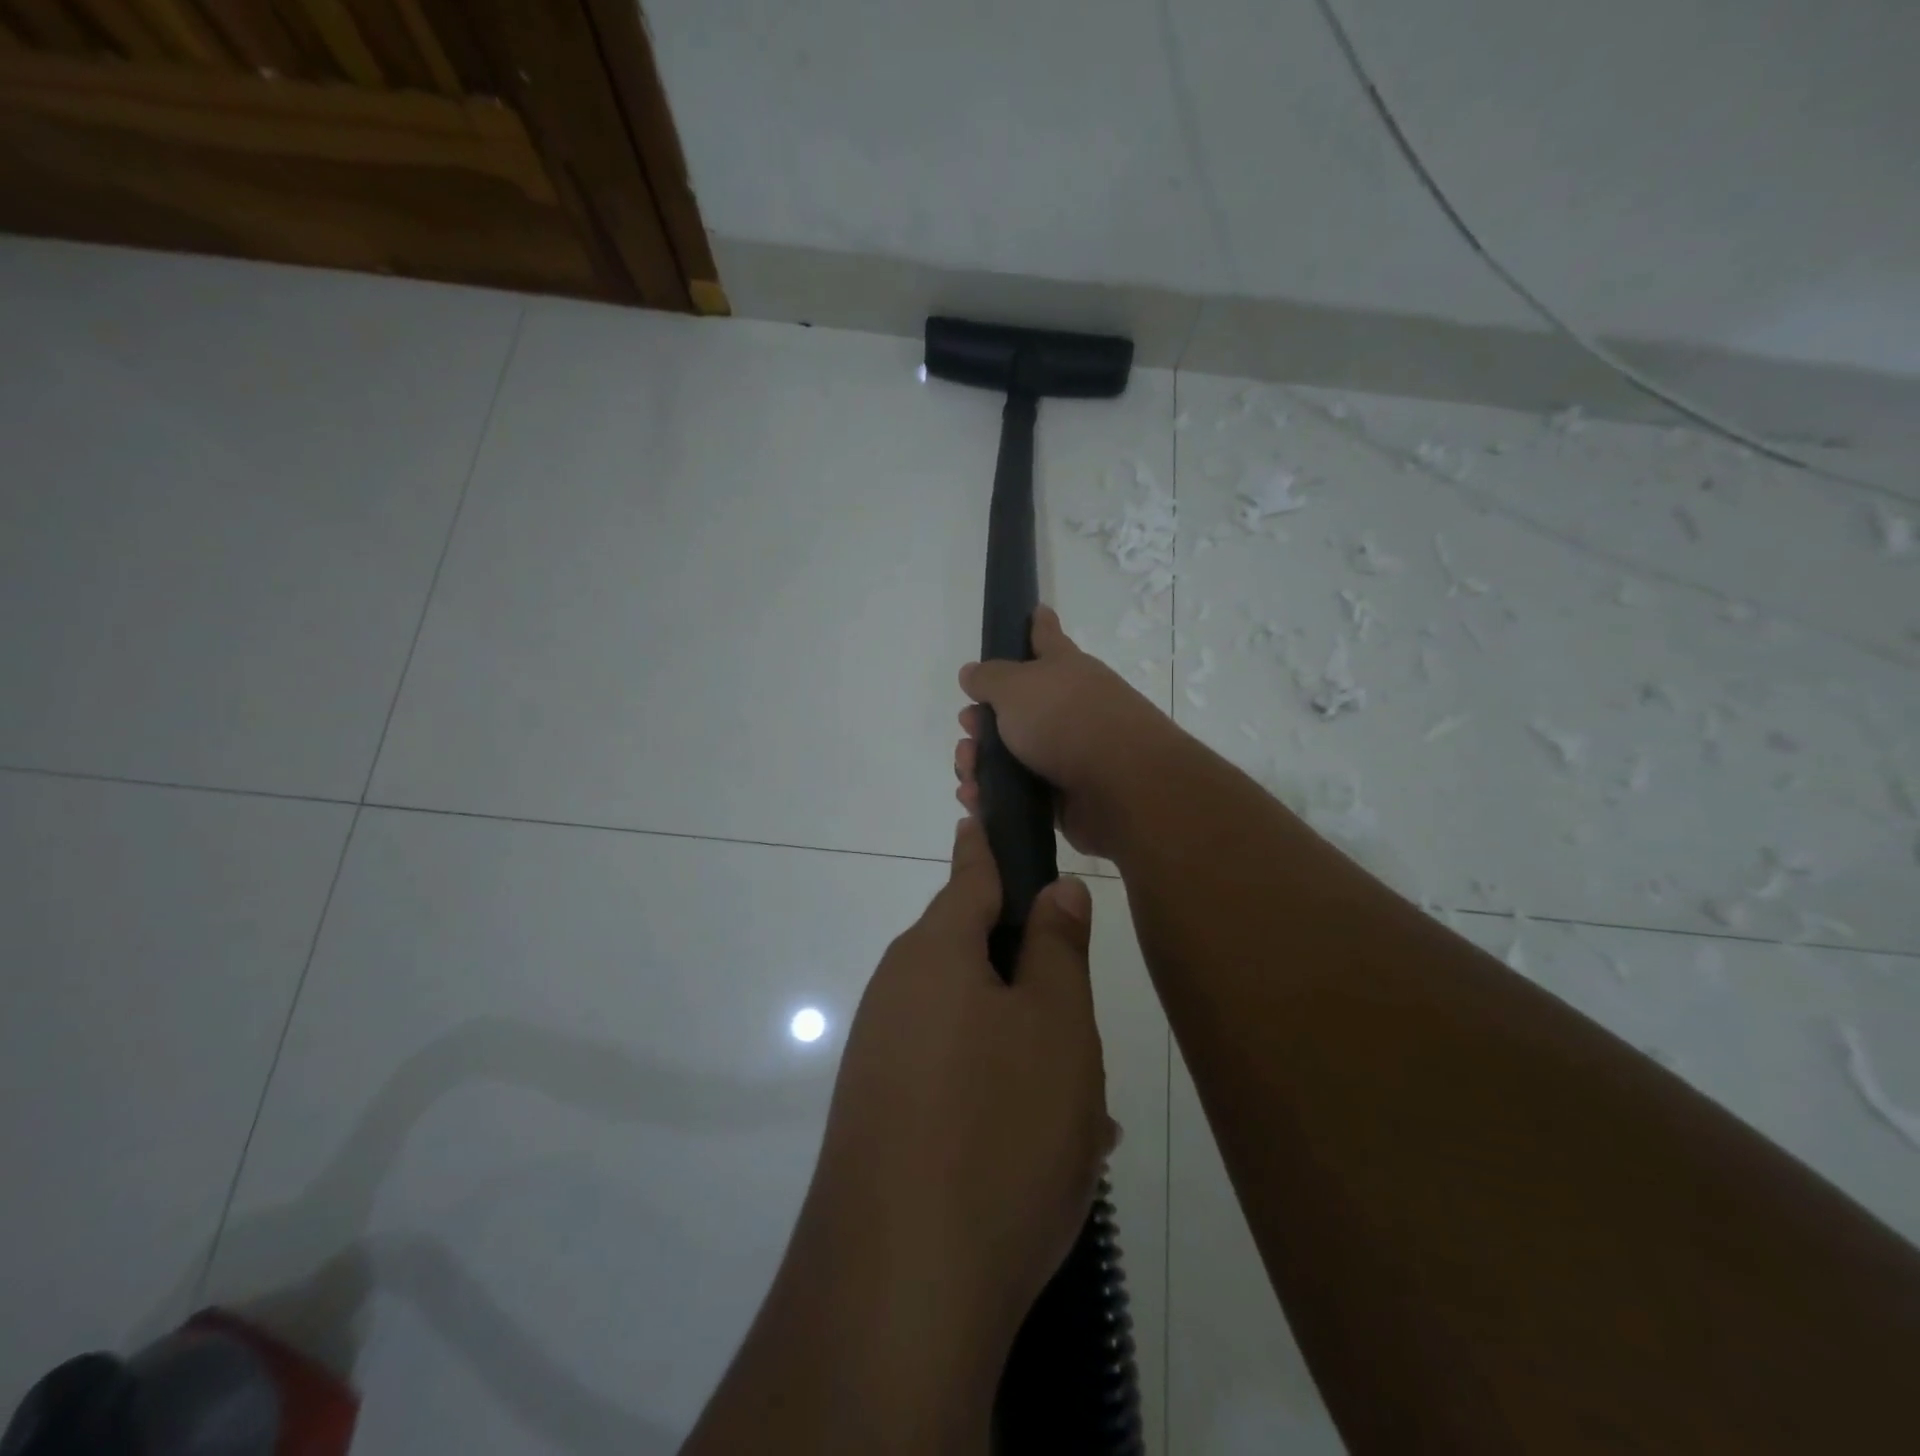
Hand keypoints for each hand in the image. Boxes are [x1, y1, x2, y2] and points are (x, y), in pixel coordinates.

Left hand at [798, 817, 1114, 1371]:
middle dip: (1026, 970)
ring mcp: (882, 1054)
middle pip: (971, 953)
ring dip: (1021, 1042)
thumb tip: (1053, 889)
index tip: (986, 808)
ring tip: (1078, 1100)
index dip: (987, 843)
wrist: (897, 1289)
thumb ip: (1055, 949)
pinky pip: (951, 1074)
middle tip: (1081, 1011)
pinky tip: (1039, 1144)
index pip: (969, 874)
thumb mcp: (1054, 1028)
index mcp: (935, 953)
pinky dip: (997, 1089)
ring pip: (969, 1021)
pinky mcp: (880, 1113)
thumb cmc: (997, 1128)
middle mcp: (897, 991)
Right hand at [956, 606, 1180, 859]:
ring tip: (968, 772)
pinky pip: (1017, 792)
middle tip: (969, 727)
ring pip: (1009, 753)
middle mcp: (1067, 707)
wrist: (1120, 785)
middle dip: (981, 718)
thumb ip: (989, 678)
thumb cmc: (1066, 719)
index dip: (1037, 624)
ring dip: (979, 761)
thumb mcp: (1016, 686)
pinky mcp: (1062, 795)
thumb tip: (972, 673)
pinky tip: (975, 797)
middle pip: (1015, 706)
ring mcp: (1067, 753)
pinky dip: (993, 795)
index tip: (1035, 610)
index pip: (1046, 637)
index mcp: (1063, 669)